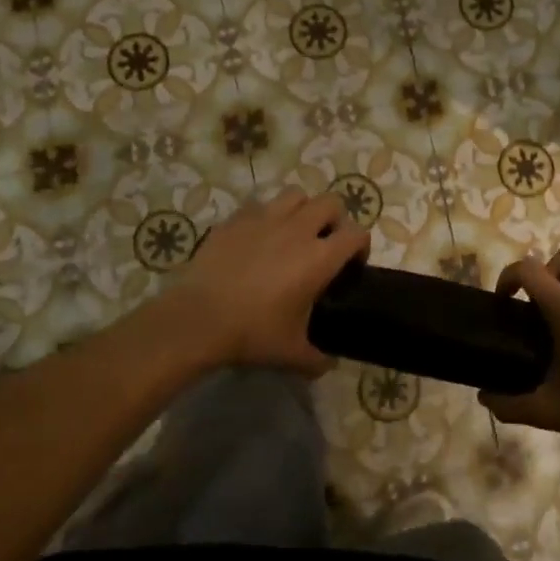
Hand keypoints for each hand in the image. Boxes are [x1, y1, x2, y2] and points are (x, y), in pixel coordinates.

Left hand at [165, 189, 370, 375]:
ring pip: (296, 196)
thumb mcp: (291, 354)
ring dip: (303, 210)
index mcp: (319, 258)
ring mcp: (264, 218)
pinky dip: (267, 217)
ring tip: (294, 233)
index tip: (353, 265)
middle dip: (336, 220)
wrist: (198, 319)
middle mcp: (298, 229)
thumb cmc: (252, 333)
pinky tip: (258, 238)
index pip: (357, 234)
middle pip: (331, 203)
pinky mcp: (236, 219)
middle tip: (326, 244)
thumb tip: (327, 364)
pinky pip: (260, 205)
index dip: (361, 246)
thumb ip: (317, 359)